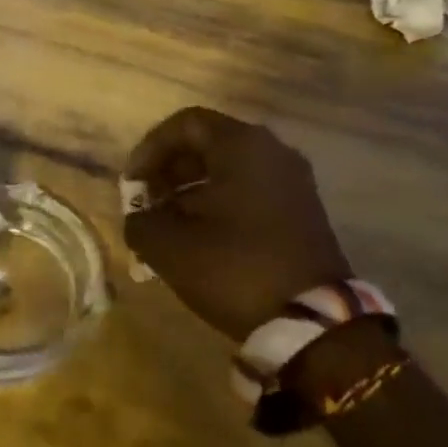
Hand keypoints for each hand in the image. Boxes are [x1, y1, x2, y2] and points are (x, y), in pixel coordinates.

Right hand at [124, 107, 351, 341]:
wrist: (315, 322)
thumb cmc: (236, 268)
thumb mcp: (170, 247)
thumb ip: (141, 222)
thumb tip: (140, 218)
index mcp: (242, 145)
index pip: (185, 124)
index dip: (150, 149)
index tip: (132, 184)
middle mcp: (272, 152)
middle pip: (208, 144)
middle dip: (169, 172)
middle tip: (147, 205)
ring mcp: (293, 182)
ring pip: (229, 170)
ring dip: (192, 191)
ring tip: (168, 226)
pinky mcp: (303, 211)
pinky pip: (251, 191)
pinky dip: (220, 205)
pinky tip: (201, 240)